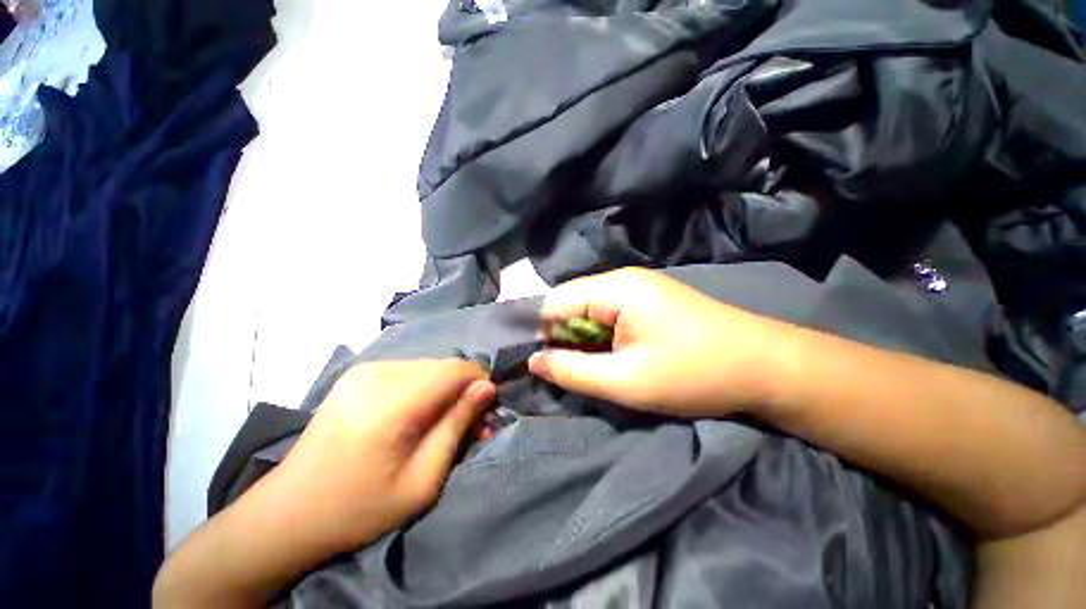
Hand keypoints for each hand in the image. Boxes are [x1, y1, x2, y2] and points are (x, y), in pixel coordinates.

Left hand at [269, 359, 494, 553]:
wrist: (288, 512)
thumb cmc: (359, 508)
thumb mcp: (421, 481)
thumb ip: (457, 426)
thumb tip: (487, 388)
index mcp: (389, 404)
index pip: (454, 370)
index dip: (479, 382)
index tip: (488, 408)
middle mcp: (376, 375)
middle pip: (443, 365)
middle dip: (464, 388)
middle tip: (471, 421)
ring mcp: (364, 369)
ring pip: (430, 365)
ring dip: (446, 387)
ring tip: (446, 419)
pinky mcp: (359, 372)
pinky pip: (411, 368)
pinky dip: (426, 385)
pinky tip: (420, 411)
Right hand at [529, 267, 792, 416]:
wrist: (766, 367)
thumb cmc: (694, 373)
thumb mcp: (626, 381)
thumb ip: (572, 371)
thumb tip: (533, 361)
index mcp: (614, 288)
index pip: (554, 301)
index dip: (536, 329)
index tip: (529, 359)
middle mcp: (622, 281)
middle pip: (570, 304)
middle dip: (558, 336)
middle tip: (554, 371)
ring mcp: (637, 291)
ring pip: (589, 312)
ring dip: (579, 339)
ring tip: (577, 368)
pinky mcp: (648, 304)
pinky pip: (608, 317)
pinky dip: (598, 338)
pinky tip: (603, 358)